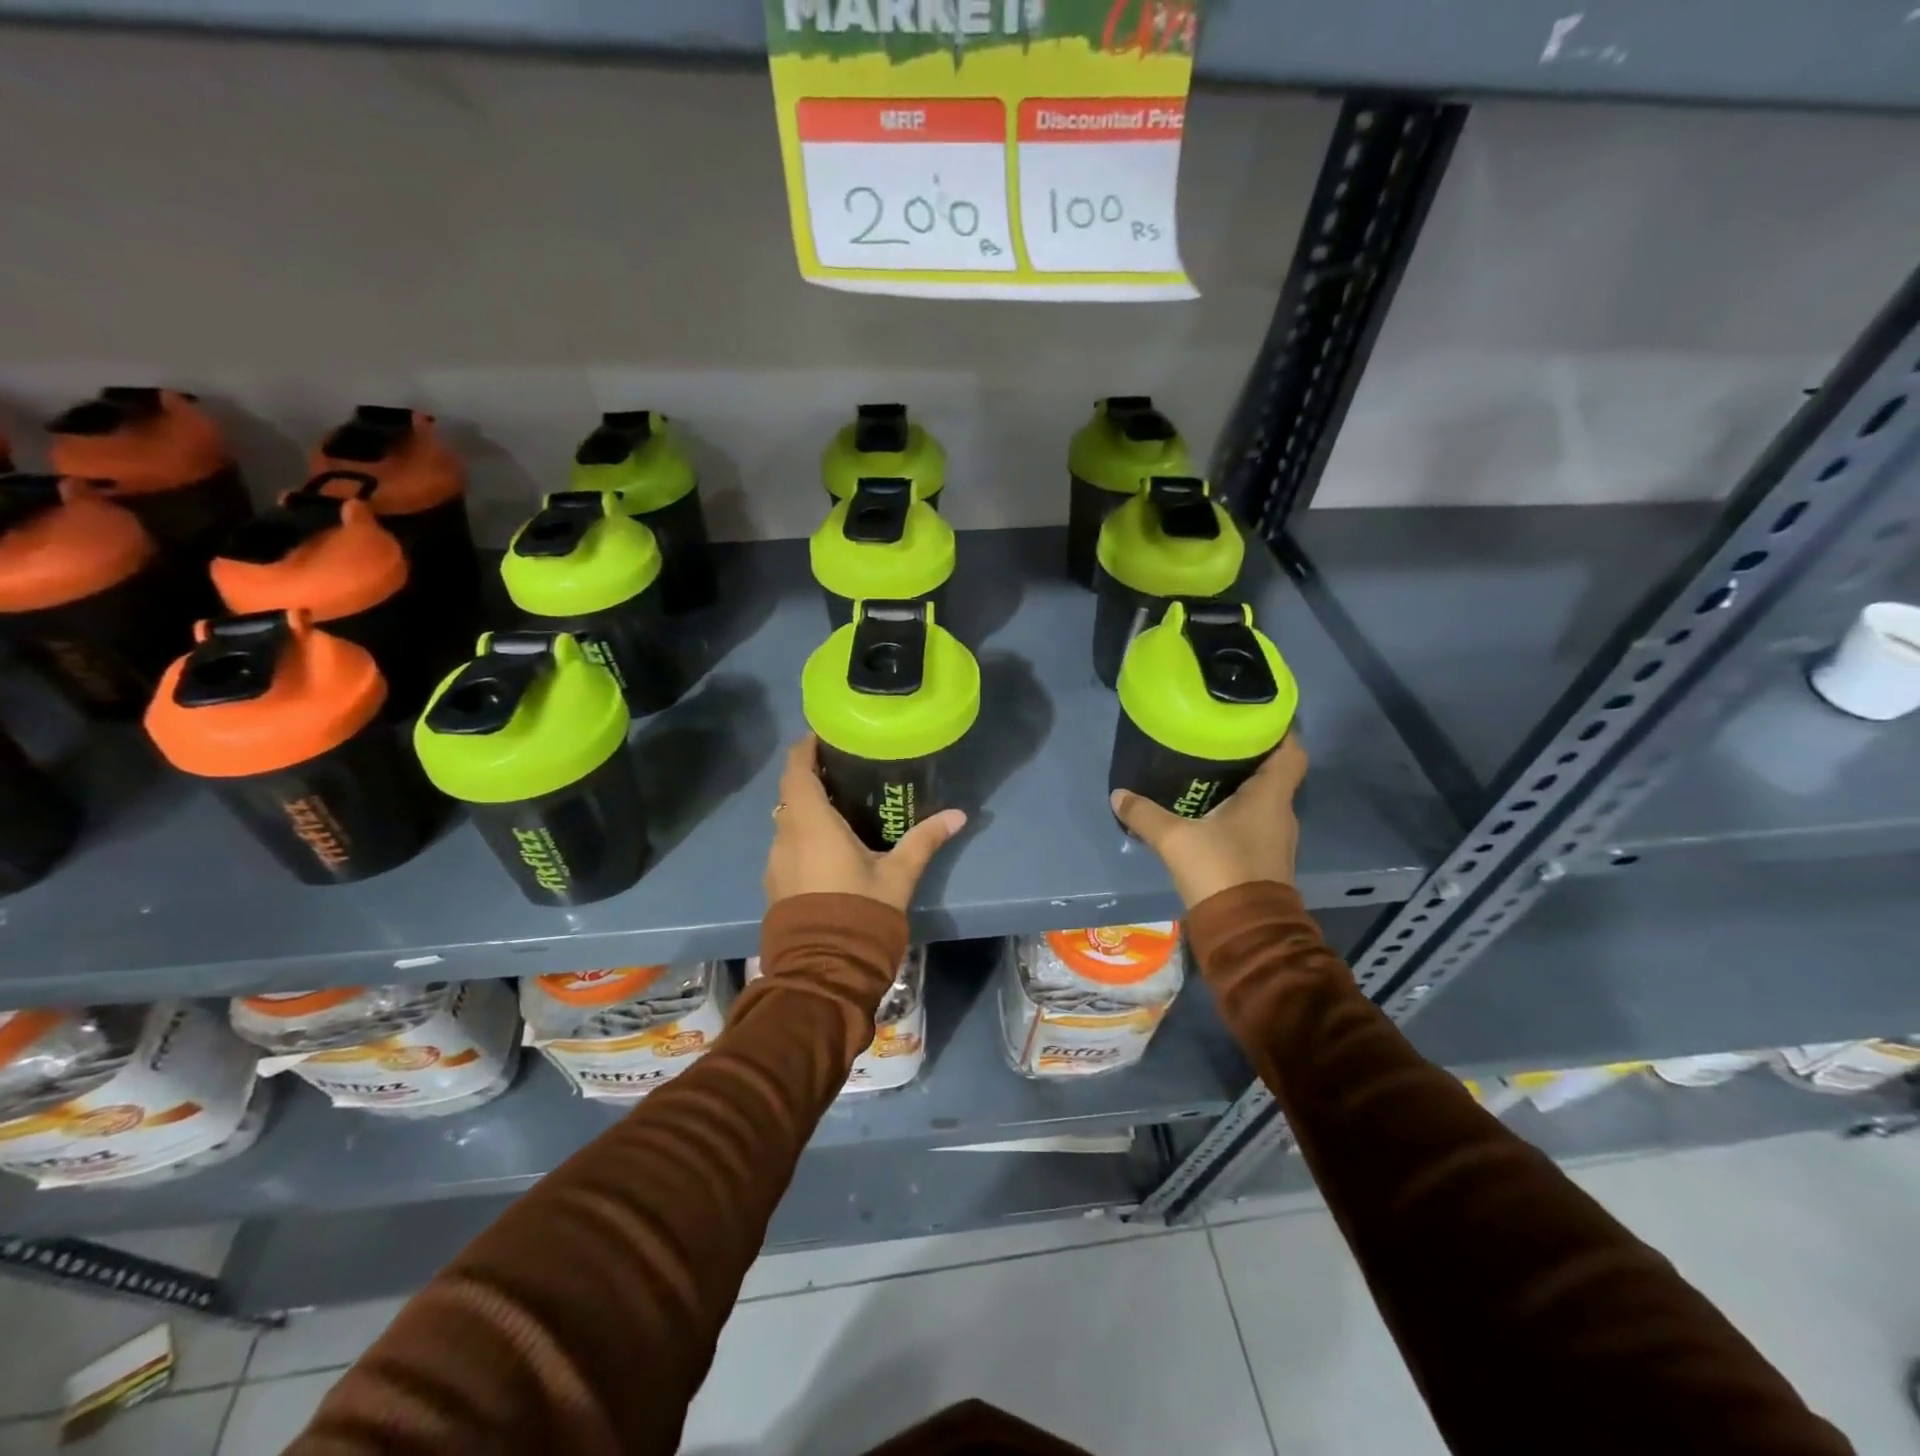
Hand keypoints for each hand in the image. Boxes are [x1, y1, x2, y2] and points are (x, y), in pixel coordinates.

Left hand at [765, 735, 966, 912]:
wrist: (824, 970)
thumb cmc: (860, 911)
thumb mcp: (898, 875)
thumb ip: (924, 840)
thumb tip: (958, 815)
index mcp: (811, 824)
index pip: (796, 771)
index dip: (805, 749)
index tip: (821, 736)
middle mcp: (785, 836)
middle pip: (790, 794)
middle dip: (810, 778)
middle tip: (841, 770)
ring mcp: (776, 863)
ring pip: (787, 822)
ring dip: (806, 810)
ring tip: (839, 807)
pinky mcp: (775, 885)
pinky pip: (787, 846)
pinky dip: (803, 835)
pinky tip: (828, 847)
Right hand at [1110, 734, 1306, 907]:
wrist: (1245, 930)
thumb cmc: (1220, 870)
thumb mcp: (1175, 839)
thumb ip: (1145, 814)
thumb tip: (1118, 795)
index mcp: (1270, 797)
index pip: (1291, 751)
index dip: (1279, 731)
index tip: (1253, 718)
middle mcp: (1280, 813)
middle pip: (1274, 773)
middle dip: (1248, 756)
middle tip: (1215, 741)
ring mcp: (1276, 839)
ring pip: (1263, 800)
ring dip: (1242, 786)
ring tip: (1206, 772)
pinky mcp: (1266, 859)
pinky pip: (1255, 823)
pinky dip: (1237, 812)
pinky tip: (1208, 813)